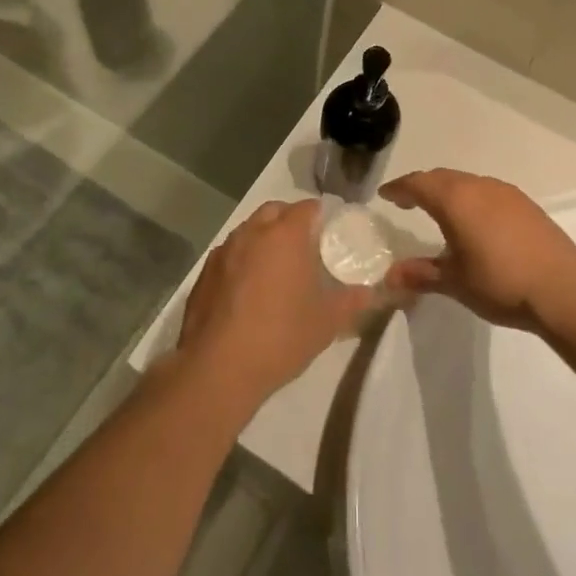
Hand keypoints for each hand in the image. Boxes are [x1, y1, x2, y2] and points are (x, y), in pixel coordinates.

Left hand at [177, 200, 378, 403]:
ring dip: (264, 238)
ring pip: (249, 230)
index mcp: (285, 235)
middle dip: (290, 220)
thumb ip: (351, 301)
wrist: (218, 367)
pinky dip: (242, 260)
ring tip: (277, 269)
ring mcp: (223, 251)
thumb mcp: (327, 322)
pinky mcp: (204, 273)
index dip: (321, 216)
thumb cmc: (281, 336)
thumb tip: (371, 292)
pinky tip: (248, 290)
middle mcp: (252, 232)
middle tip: (305, 247)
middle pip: (275, 210)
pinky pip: (229, 254)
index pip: (308, 207)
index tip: (330, 233)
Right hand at [380, 170, 575, 331]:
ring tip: (439, 210)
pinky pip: (487, 191)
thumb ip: (421, 274)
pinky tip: (475, 220)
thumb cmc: (500, 282)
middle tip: (407, 200)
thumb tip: (390, 276)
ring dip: (448, 191)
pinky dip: (471, 198)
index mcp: (455, 200)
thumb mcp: (455, 281)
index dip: (399, 188)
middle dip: (422, 186)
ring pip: (467, 182)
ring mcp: (505, 193)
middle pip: (442, 178)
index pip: (418, 184)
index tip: (385, 194)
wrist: (564, 287)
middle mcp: (478, 187)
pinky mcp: (525, 204)